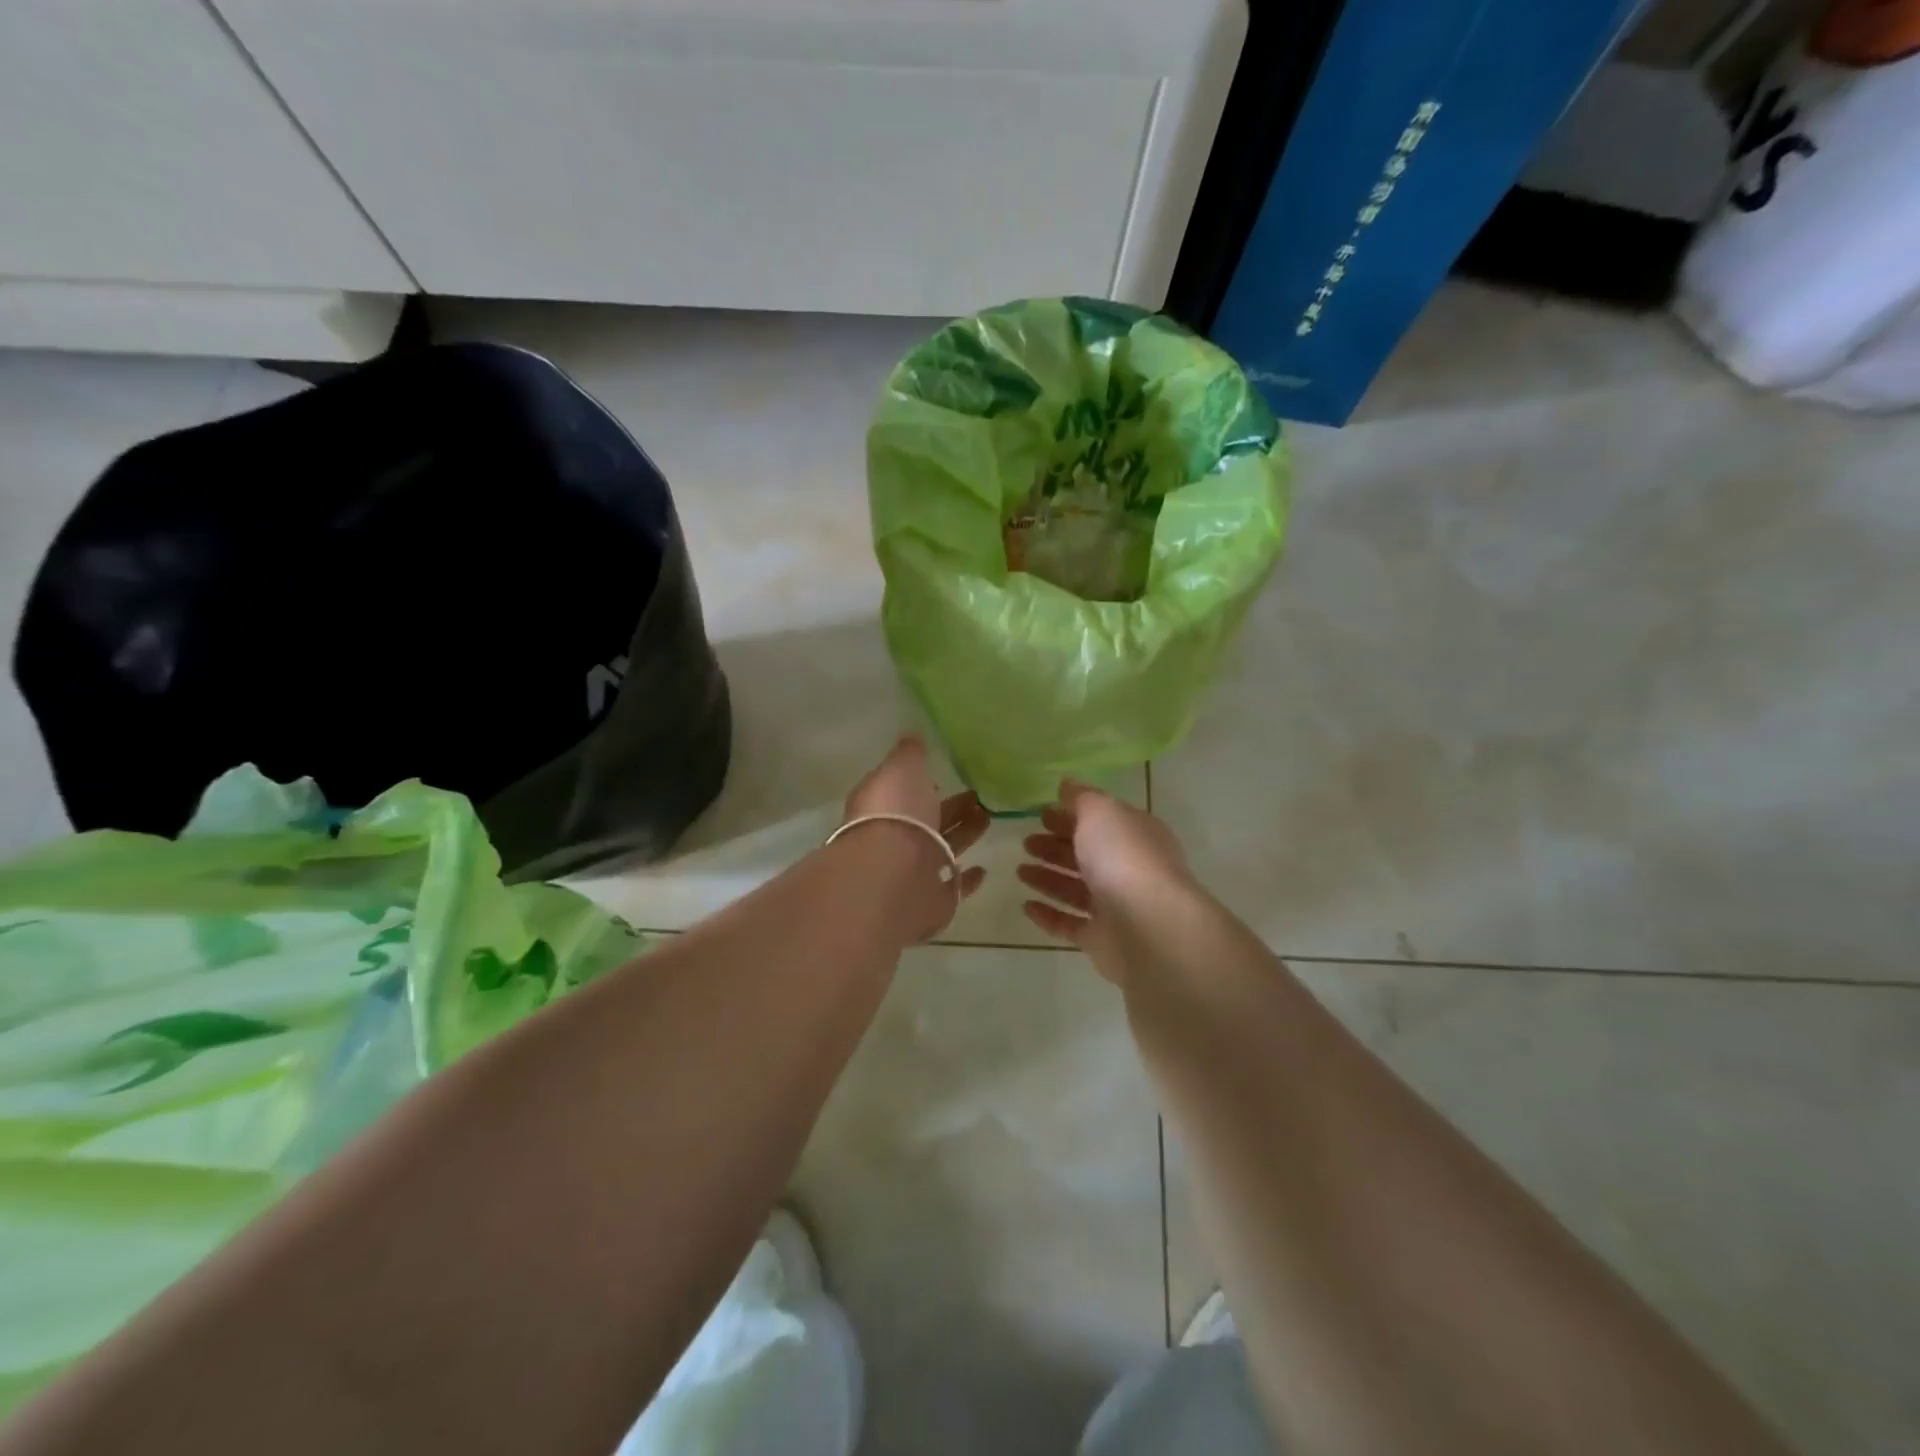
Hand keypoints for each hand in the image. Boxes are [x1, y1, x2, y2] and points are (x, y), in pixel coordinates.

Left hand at [842, 735, 989, 940]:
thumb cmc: (896, 813)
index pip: (903, 794)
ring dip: (964, 836)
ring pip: (942, 851)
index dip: (923, 787)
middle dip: (951, 810)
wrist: (893, 874)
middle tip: (980, 798)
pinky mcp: (930, 902)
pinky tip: (983, 870)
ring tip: (989, 819)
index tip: (947, 778)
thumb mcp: (902, 769)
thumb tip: (912, 738)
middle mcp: (893, 841)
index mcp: (882, 808)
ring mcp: (911, 874)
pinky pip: (952, 888)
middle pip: (926, 823)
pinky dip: (966, 880)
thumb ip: (909, 754)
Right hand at [1017, 780, 1194, 982]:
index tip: (1041, 814)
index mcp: (1135, 835)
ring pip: (1077, 889)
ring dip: (1048, 878)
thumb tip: (1067, 784)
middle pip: (1088, 854)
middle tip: (1026, 842)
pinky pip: (1070, 924)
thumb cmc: (1124, 858)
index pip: (1101, 821)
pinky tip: (1026, 906)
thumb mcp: (1101, 812)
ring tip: (1020, 871)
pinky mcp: (1103, 940)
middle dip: (1056, 846)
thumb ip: (1082, 798)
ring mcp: (1117, 907)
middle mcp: (1129, 869)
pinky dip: (1049, 915)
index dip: (1071, 815)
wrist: (1149, 927)